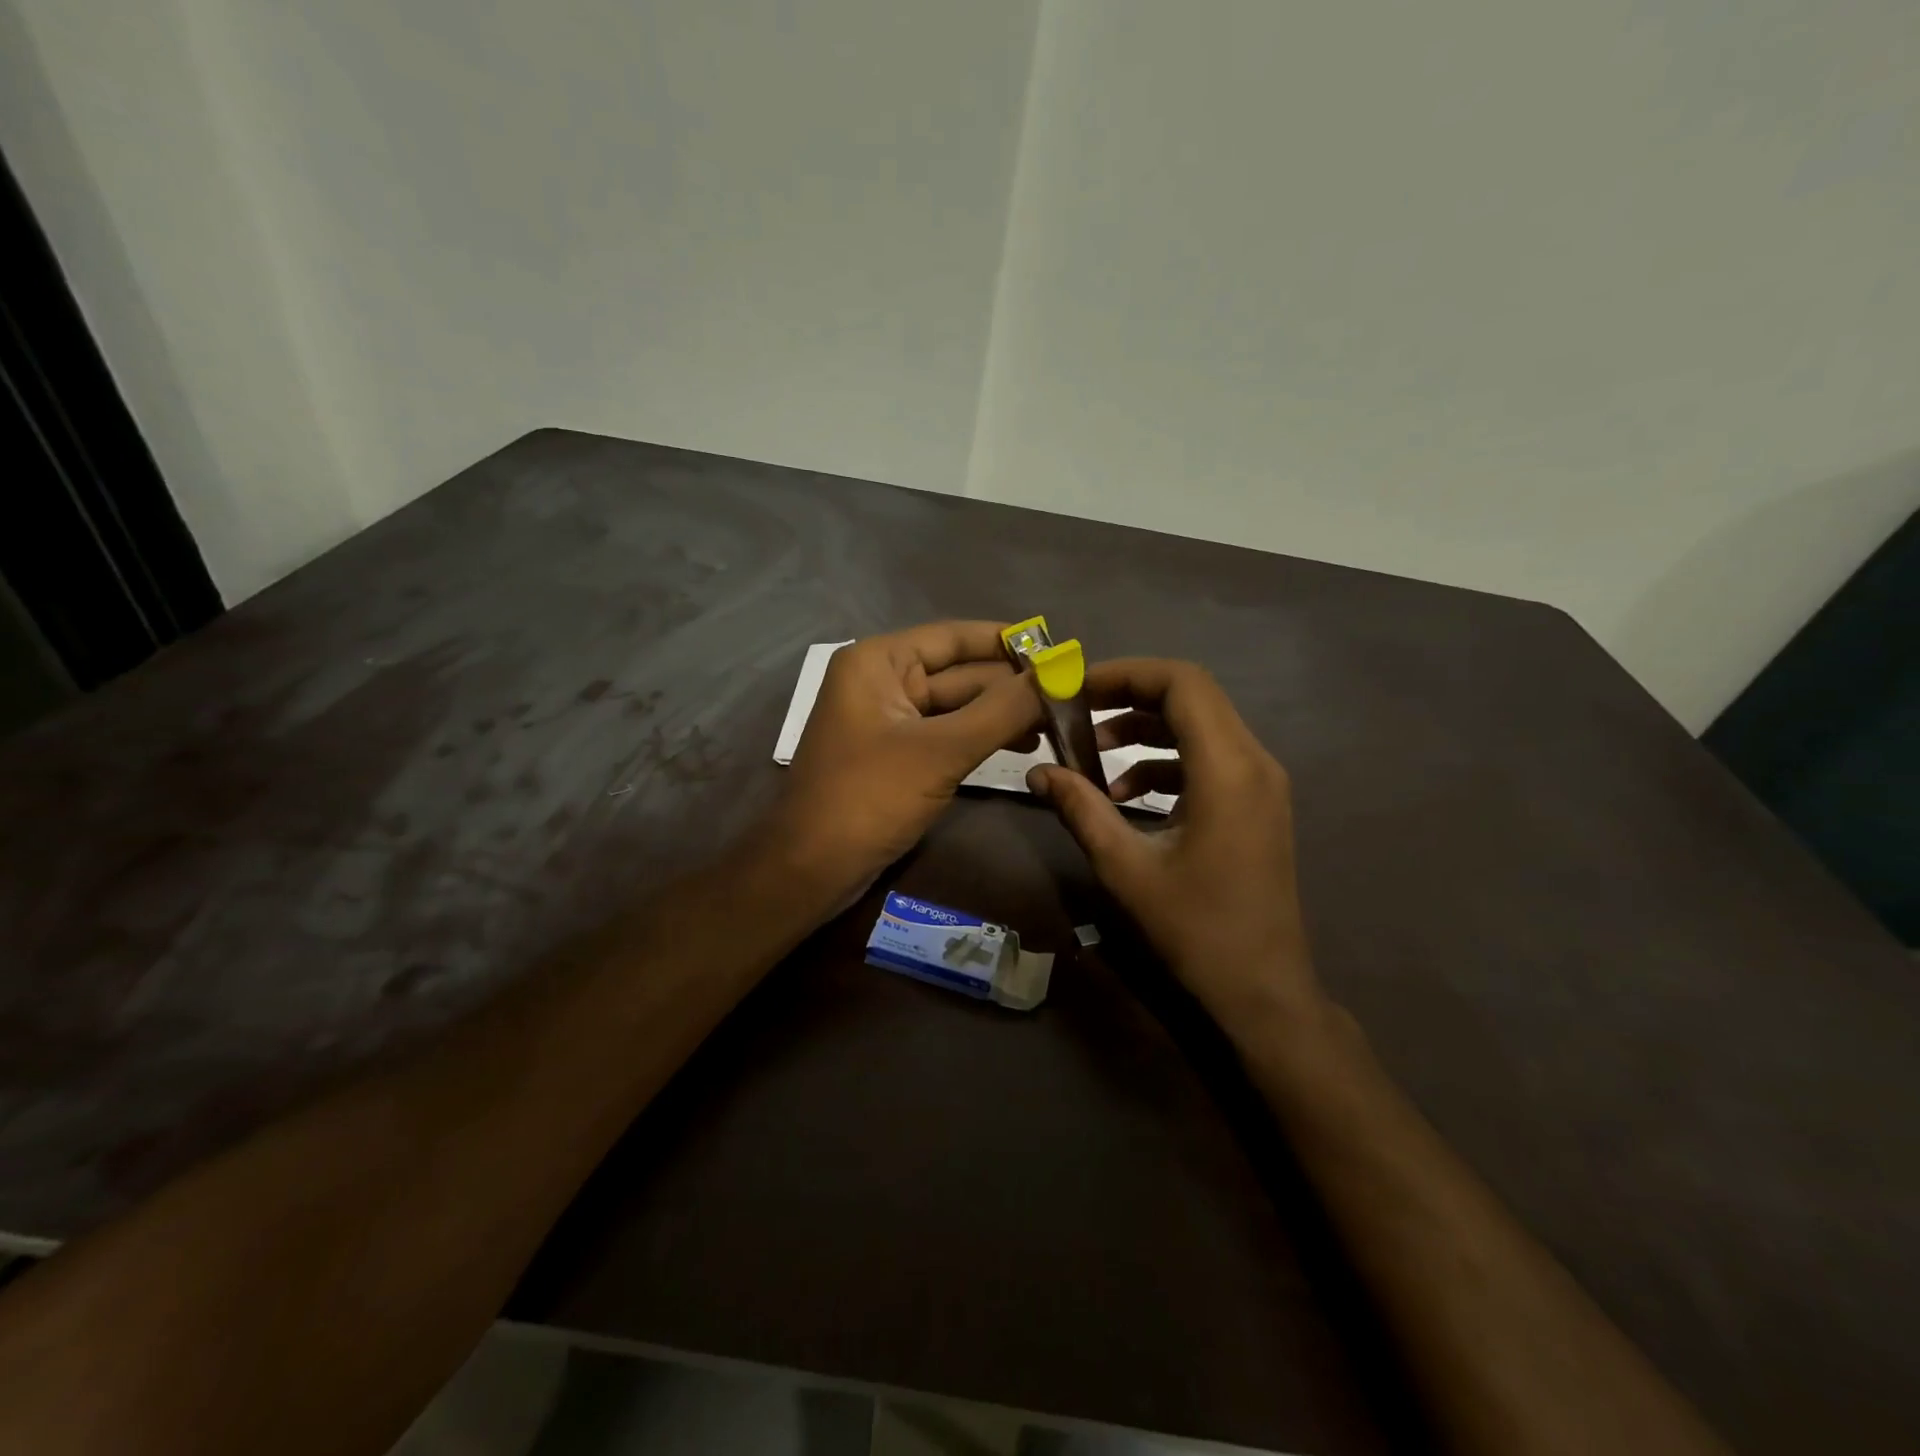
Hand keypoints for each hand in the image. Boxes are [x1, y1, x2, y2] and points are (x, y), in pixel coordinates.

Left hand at [774, 622, 1041, 898]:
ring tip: (1058, 725)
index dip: (1010, 643)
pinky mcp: (897, 755)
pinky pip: (946, 735)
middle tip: (1073, 695)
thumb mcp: (940, 751)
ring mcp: (889, 721)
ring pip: (957, 707)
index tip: (1061, 650)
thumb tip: (1060, 673)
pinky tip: (1023, 745)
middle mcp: (883, 681)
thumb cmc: (868, 798)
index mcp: (880, 662)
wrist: (810, 870)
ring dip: (1003, 715)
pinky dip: (982, 738)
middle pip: (960, 673)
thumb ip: (1002, 710)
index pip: (956, 637)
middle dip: (1013, 686)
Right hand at [1026, 659, 1321, 1032]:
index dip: (1126, 673)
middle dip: (1129, 696)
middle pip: (1192, 696)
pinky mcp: (1257, 803)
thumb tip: (1038, 771)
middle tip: (1078, 712)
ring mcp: (1261, 782)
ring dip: (1145, 729)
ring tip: (1093, 752)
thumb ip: (1080, 809)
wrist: (1264, 989)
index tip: (1077, 688)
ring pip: (1200, 725)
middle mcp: (1254, 762)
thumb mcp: (1125, 867)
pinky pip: (1209, 758)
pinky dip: (1165, 760)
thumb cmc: (1195, 929)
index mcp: (1227, 769)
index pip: (1182, 683)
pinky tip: (1127, 793)